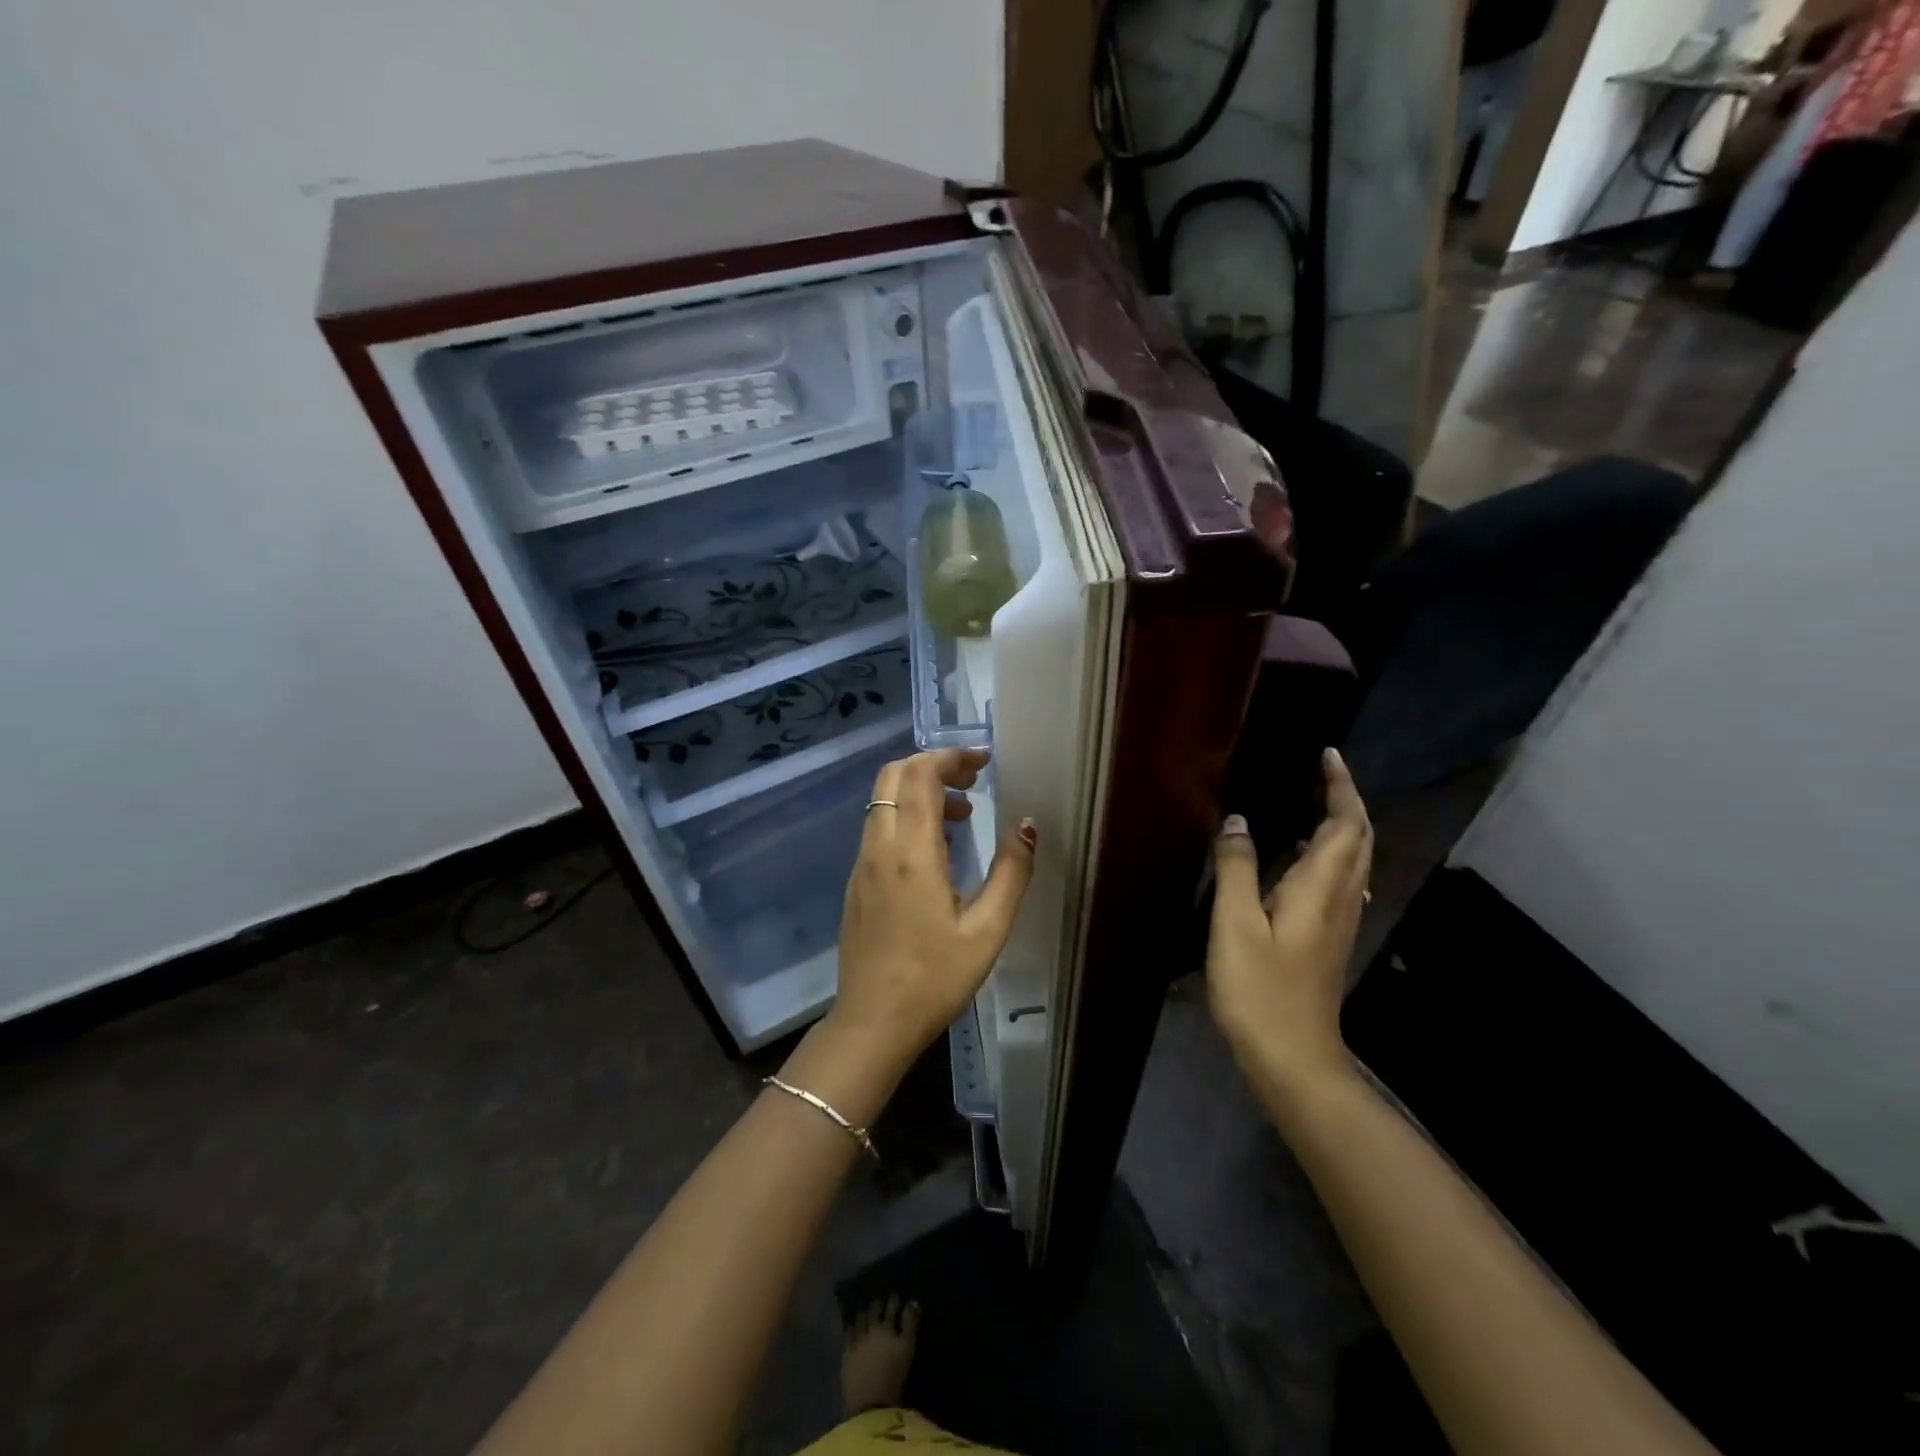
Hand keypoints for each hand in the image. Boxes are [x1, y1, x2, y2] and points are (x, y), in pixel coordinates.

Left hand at [828, 748, 1035, 1064]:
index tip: (984, 761)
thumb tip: (1027, 826)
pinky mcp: (857, 883)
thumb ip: (1011, 873)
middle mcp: (879, 848)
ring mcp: (862, 865)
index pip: (920, 776)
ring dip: (920, 792)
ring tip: (965, 814)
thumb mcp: (986, 930)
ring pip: (882, 802)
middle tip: (974, 780)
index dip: (952, 757)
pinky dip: (907, 817)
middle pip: (893, 777)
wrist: (872, 1023)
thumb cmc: (934, 979)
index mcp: (910, 853)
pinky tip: (938, 850)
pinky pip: (879, 829)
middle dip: (933, 766)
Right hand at [1207, 748, 1372, 1101]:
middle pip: (1360, 839)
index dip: (1341, 787)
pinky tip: (1304, 860)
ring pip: (1355, 860)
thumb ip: (1237, 869)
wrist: (1294, 1057)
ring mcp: (1340, 921)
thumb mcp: (1235, 925)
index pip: (1346, 824)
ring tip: (1312, 804)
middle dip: (1347, 800)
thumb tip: (1238, 822)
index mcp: (1320, 888)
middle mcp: (1341, 899)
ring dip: (1343, 825)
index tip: (1327, 755)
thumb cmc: (1260, 989)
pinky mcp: (1329, 939)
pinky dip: (1332, 853)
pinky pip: (1342, 880)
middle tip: (1320, 772)